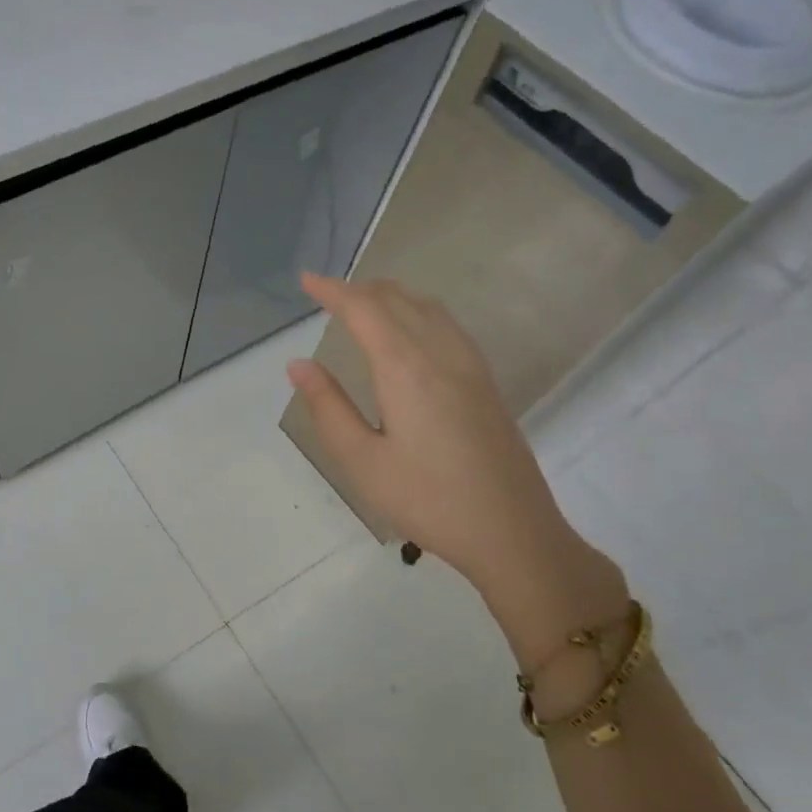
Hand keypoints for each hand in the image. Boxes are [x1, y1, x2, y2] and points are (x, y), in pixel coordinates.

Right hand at [287, 273, 624, 663]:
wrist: (513, 532)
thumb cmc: (428, 500)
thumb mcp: (362, 462)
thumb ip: (329, 408)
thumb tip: (298, 364)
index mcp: (406, 369)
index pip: (364, 310)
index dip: (332, 290)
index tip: (306, 279)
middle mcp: (441, 354)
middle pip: (398, 300)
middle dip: (359, 289)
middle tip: (326, 295)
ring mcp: (470, 365)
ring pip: (427, 307)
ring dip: (390, 296)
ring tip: (362, 304)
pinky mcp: (486, 382)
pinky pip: (447, 324)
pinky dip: (417, 311)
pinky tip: (410, 332)